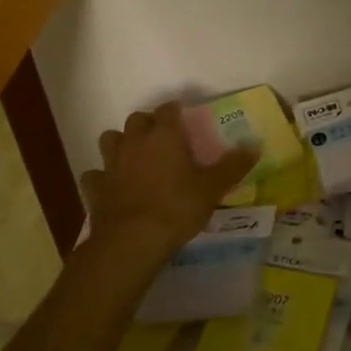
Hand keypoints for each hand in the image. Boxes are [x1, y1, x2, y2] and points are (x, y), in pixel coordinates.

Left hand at [81, 102, 257, 265]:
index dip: (175, 111)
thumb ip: (233, 165)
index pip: (168, 109)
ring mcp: (111, 164)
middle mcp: (135, 141)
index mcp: (164, 135)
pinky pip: (95, 175)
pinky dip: (102, 178)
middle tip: (161, 138)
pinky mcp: (95, 188)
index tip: (183, 117)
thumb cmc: (177, 207)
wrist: (132, 241)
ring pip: (110, 140)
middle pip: (136, 119)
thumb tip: (255, 145)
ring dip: (120, 144)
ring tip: (133, 157)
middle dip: (147, 124)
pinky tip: (111, 187)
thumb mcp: (213, 187)